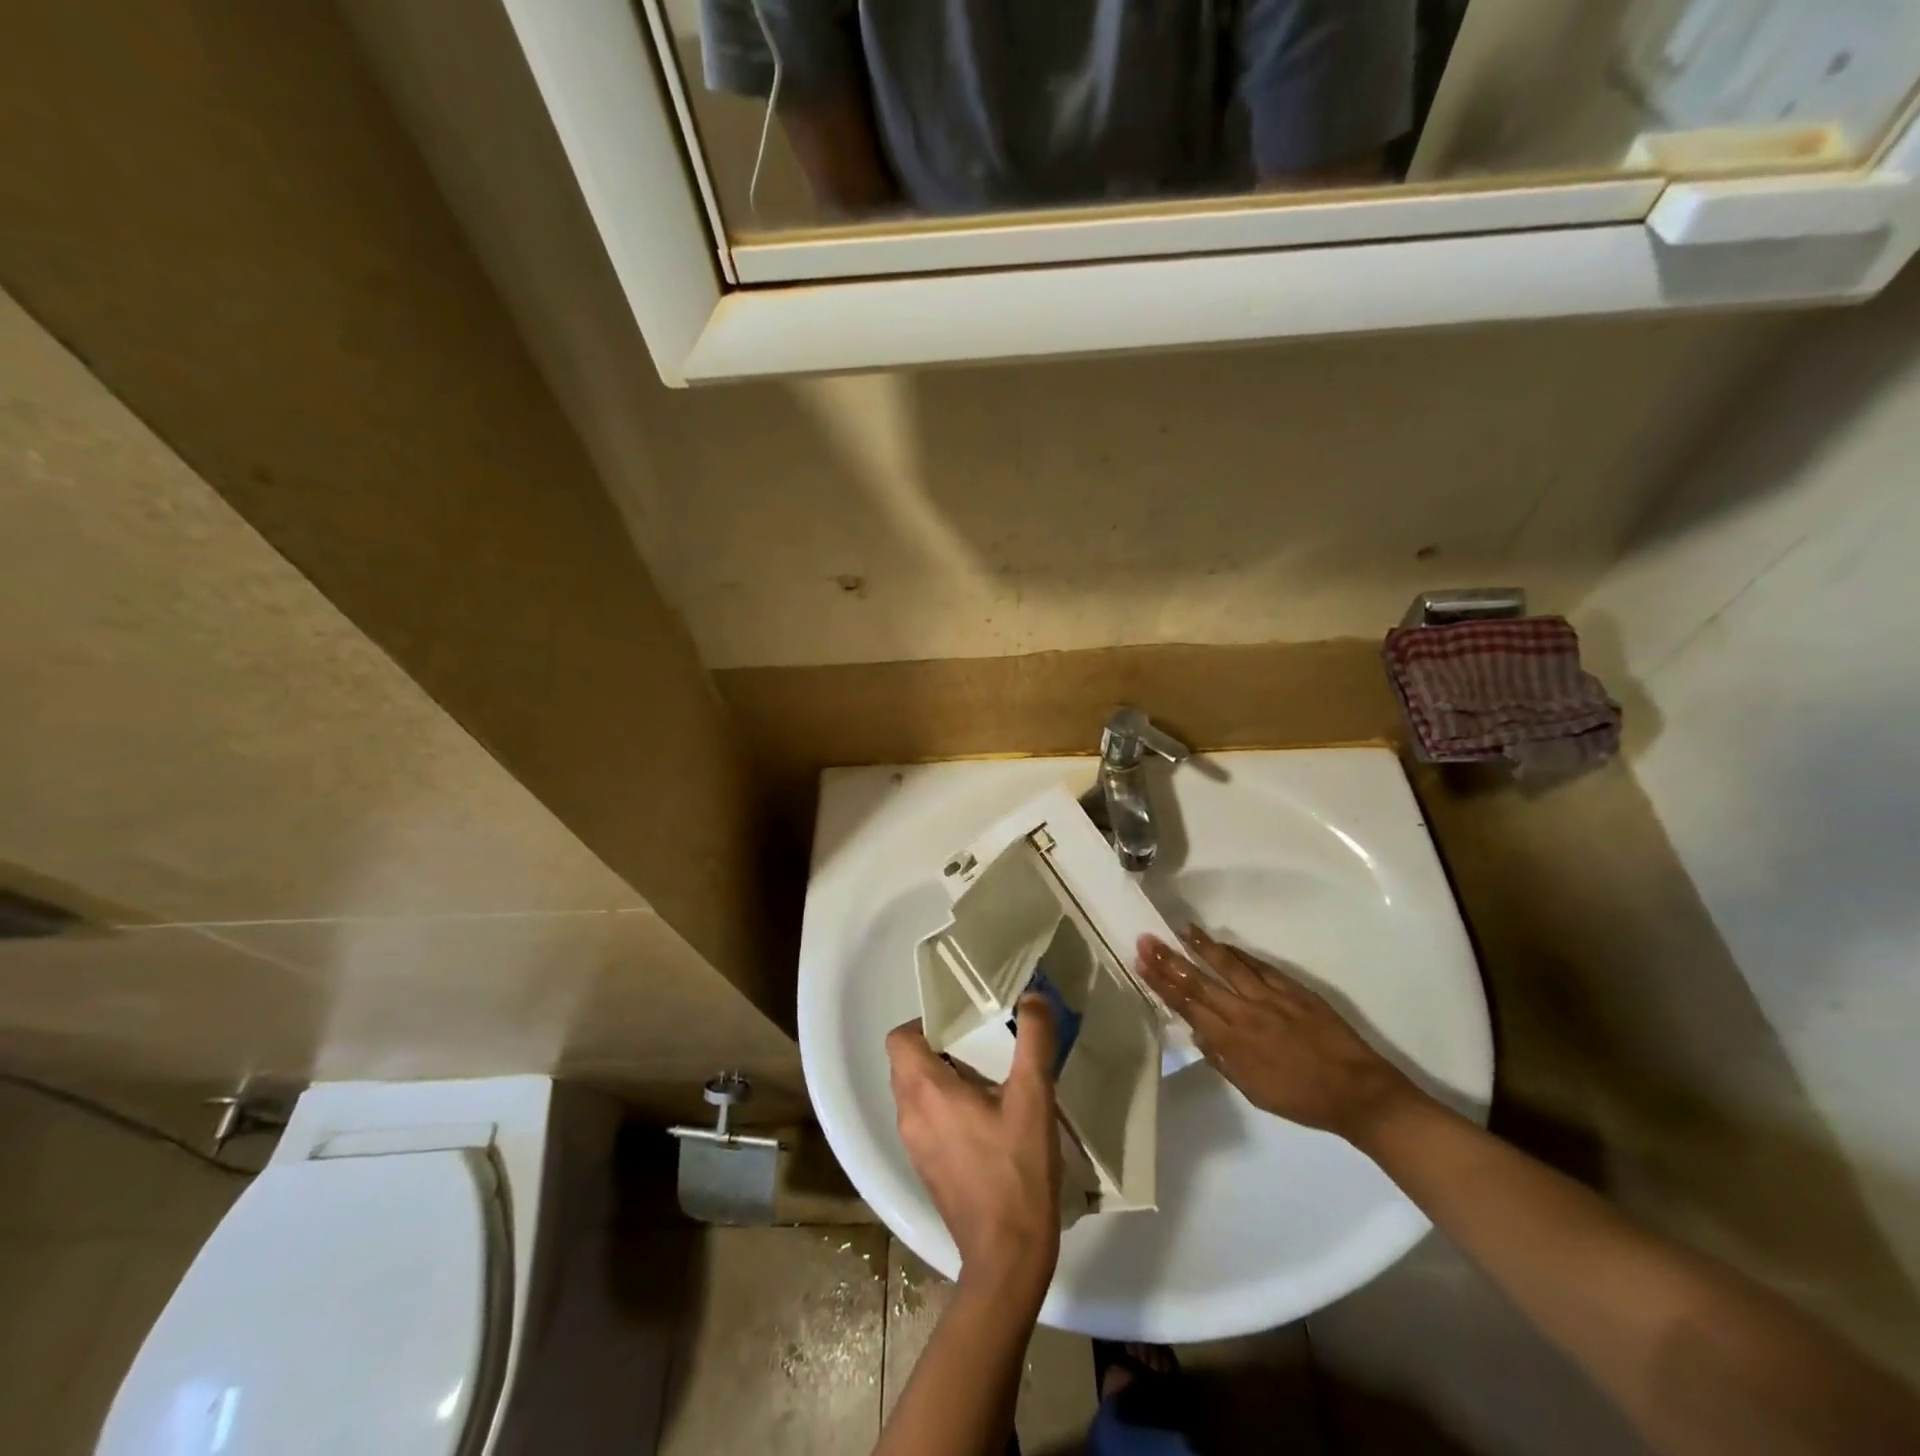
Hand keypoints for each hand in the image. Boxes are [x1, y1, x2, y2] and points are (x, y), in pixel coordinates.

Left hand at [886, 996, 1061, 1301]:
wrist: (1007, 1260)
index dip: (926, 1022)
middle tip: (982, 1043)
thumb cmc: (1016, 1172)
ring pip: (917, 1092)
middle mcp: (909, 1115)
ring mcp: (915, 1146)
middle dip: (941, 1046)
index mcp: (925, 1091)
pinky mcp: (927, 1169)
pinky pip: (926, 1119)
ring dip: (945, 1077)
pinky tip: (987, 1118)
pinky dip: (946, 1106)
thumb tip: (1033, 997)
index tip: (963, 1021)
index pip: (900, 1038)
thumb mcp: (1034, 1098)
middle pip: (908, 1062)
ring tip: (989, 1077)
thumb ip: (1033, 1041)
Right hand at [1136, 927, 1420, 1145]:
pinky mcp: (1292, 989)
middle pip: (1199, 981)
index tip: (1142, 963)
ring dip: (1201, 947)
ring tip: (1180, 929)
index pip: (1187, 1006)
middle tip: (1146, 939)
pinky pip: (1257, 965)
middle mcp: (1245, 1014)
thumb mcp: (1253, 1091)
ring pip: (1227, 965)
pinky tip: (1222, 944)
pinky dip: (1237, 953)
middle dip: (1169, 960)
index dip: (1161, 983)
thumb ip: (1222, 1059)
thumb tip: (1197, 1032)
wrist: (1357, 1092)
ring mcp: (1269, 997)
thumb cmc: (1301, 1099)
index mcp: (1232, 1042)